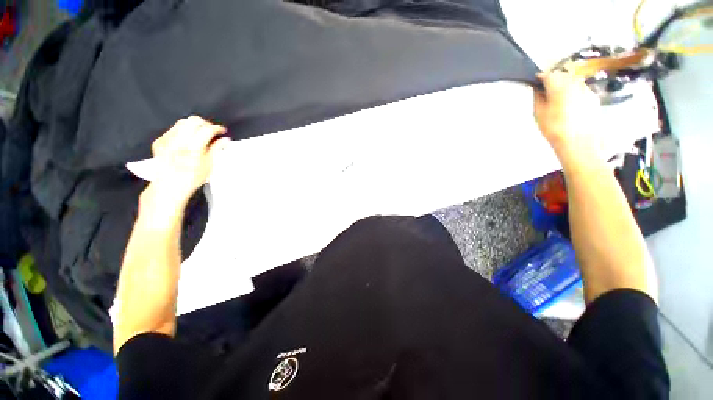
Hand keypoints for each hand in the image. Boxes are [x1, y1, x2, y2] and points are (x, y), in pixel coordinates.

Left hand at [148, 116, 228, 203]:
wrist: (169, 187)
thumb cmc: (190, 179)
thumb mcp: (209, 165)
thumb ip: (216, 149)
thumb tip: (224, 140)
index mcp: (193, 148)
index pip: (207, 129)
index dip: (217, 128)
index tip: (222, 131)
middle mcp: (179, 141)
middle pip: (194, 120)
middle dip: (205, 124)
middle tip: (211, 131)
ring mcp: (167, 140)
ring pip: (182, 122)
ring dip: (193, 126)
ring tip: (200, 135)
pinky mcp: (159, 142)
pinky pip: (172, 130)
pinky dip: (182, 132)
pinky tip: (186, 141)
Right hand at [534, 71, 600, 150]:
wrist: (578, 141)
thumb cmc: (554, 128)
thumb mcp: (538, 113)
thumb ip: (538, 98)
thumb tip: (538, 89)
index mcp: (559, 86)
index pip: (548, 75)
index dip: (540, 78)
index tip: (535, 82)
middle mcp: (574, 83)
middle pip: (562, 75)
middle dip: (553, 80)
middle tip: (545, 90)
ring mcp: (586, 89)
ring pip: (572, 81)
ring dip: (564, 85)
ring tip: (557, 98)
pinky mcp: (593, 97)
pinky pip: (581, 89)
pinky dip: (573, 92)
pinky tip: (569, 104)